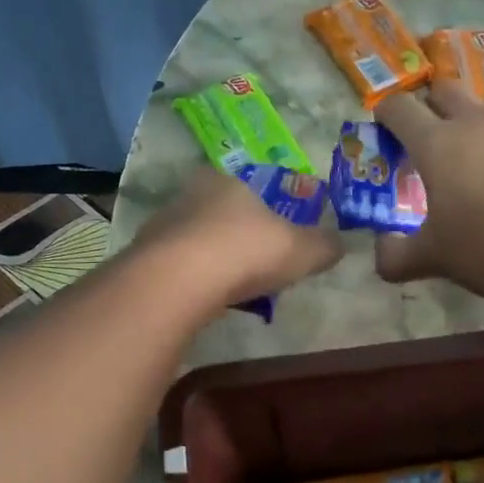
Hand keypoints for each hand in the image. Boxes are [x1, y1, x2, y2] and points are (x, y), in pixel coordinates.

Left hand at [136, 167, 342, 309]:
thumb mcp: (301, 250)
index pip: (247, 189)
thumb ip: (323, 245)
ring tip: (230, 289)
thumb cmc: (246, 251)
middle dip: (235, 237)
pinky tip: (203, 301)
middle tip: (254, 266)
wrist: (177, 281)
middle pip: (218, 214)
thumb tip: (341, 244)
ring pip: (193, 240)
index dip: (262, 212)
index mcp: (227, 181)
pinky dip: (190, 281)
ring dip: (210, 261)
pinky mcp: (142, 258)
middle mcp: (190, 195)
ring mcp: (161, 225)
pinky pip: (174, 268)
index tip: (273, 238)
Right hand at [373, 80, 483, 300]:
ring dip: (473, 123)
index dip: (386, 113)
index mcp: (437, 143)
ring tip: (476, 159)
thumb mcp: (433, 259)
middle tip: (430, 138)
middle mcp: (476, 123)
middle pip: (445, 89)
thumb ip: (397, 256)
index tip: (384, 127)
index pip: (399, 107)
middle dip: (431, 104)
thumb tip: (382, 253)